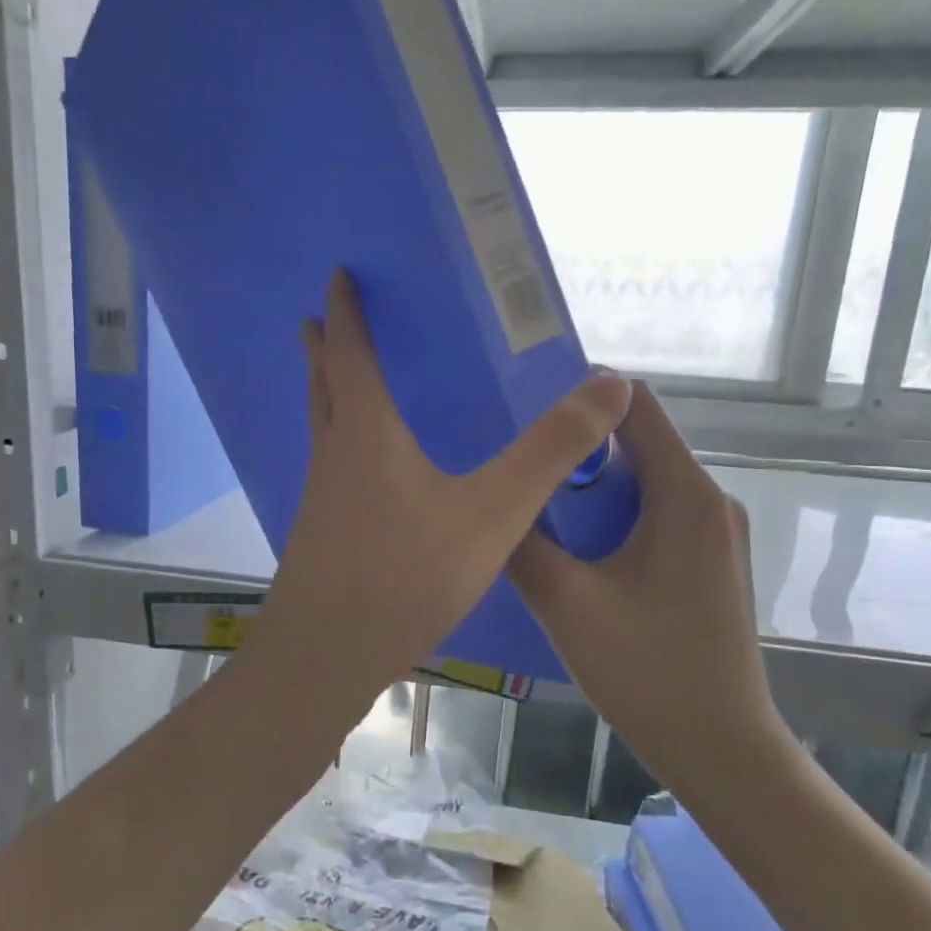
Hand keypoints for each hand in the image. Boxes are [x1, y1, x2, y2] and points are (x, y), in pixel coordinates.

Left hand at [247, 271, 630, 730]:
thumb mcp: (491, 513)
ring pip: (321, 428)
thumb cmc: (404, 576)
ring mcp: (319, 498)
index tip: (337, 275)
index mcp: (366, 434)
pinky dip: (340, 442)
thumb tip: (610, 386)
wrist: (326, 654)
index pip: (352, 353)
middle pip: (323, 385)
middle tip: (321, 320)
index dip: (347, 312)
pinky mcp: (320, 534)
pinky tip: (364, 470)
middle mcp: (333, 456)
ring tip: (341, 380)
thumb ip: (549, 452)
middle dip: (323, 348)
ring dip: (327, 394)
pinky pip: (330, 467)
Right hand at [507, 387, 787, 792]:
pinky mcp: (707, 562)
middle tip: (513, 459)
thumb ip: (523, 544)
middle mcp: (708, 501)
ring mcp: (713, 534)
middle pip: (637, 442)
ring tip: (530, 501)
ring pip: (641, 482)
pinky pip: (652, 515)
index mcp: (685, 495)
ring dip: (589, 486)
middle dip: (575, 445)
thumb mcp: (567, 605)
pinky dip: (609, 517)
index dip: (582, 393)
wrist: (722, 751)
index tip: (524, 405)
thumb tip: (491, 500)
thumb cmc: (648, 673)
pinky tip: (568, 547)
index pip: (636, 405)